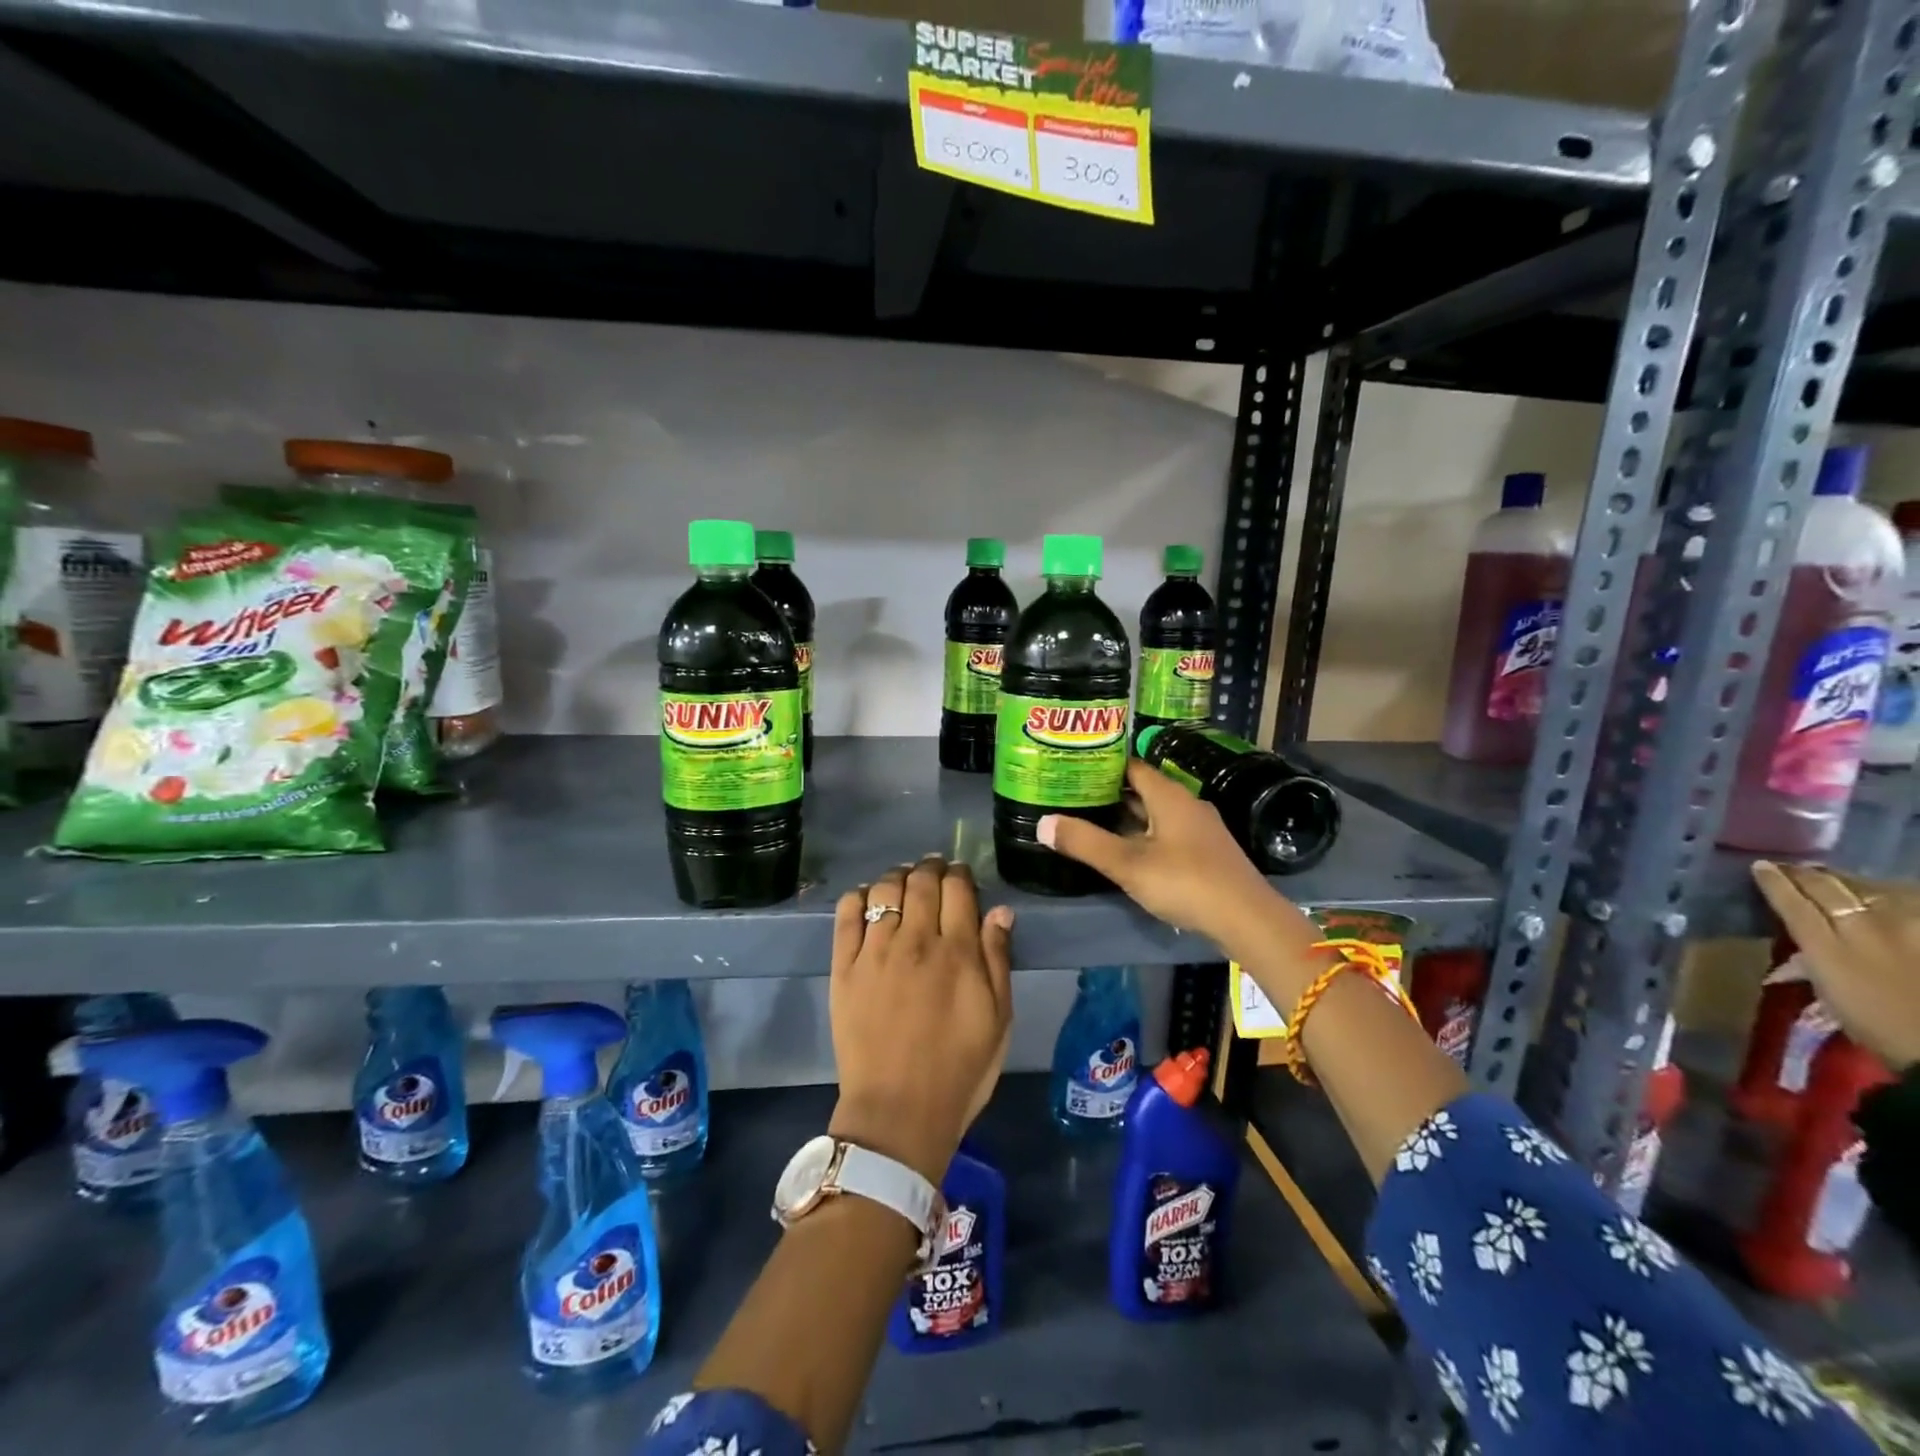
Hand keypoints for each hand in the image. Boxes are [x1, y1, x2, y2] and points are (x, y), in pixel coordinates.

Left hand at [827, 856, 1014, 1183]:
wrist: (898, 1112)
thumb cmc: (960, 1069)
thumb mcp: (998, 1019)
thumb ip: (997, 960)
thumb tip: (999, 911)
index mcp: (957, 951)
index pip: (957, 888)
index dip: (960, 873)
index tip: (961, 874)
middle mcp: (915, 940)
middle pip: (921, 881)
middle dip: (931, 867)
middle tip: (934, 870)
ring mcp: (875, 951)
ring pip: (884, 888)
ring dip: (898, 876)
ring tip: (903, 880)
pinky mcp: (844, 967)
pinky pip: (846, 914)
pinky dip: (858, 896)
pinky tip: (867, 898)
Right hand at [1040, 758, 1321, 977]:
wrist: (1247, 919)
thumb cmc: (1185, 882)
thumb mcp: (1127, 864)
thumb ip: (1084, 842)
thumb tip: (1042, 822)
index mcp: (1169, 795)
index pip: (1131, 766)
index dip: (1102, 766)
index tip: (1072, 769)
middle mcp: (1186, 804)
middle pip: (1142, 790)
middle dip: (1109, 794)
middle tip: (1072, 797)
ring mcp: (1199, 830)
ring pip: (1155, 815)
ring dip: (1126, 818)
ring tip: (1090, 823)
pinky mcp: (1206, 854)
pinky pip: (1167, 834)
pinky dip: (1143, 837)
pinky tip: (1126, 853)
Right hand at [1752, 860, 1919, 1070]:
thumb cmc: (1879, 1026)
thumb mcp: (1831, 996)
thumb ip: (1809, 965)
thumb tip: (1792, 952)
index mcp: (1828, 947)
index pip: (1792, 901)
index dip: (1773, 881)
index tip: (1760, 867)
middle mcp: (1864, 928)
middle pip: (1829, 888)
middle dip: (1807, 874)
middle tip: (1793, 868)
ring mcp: (1907, 927)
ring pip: (1871, 887)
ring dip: (1849, 880)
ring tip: (1838, 879)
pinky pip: (1908, 901)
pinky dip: (1891, 893)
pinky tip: (1885, 893)